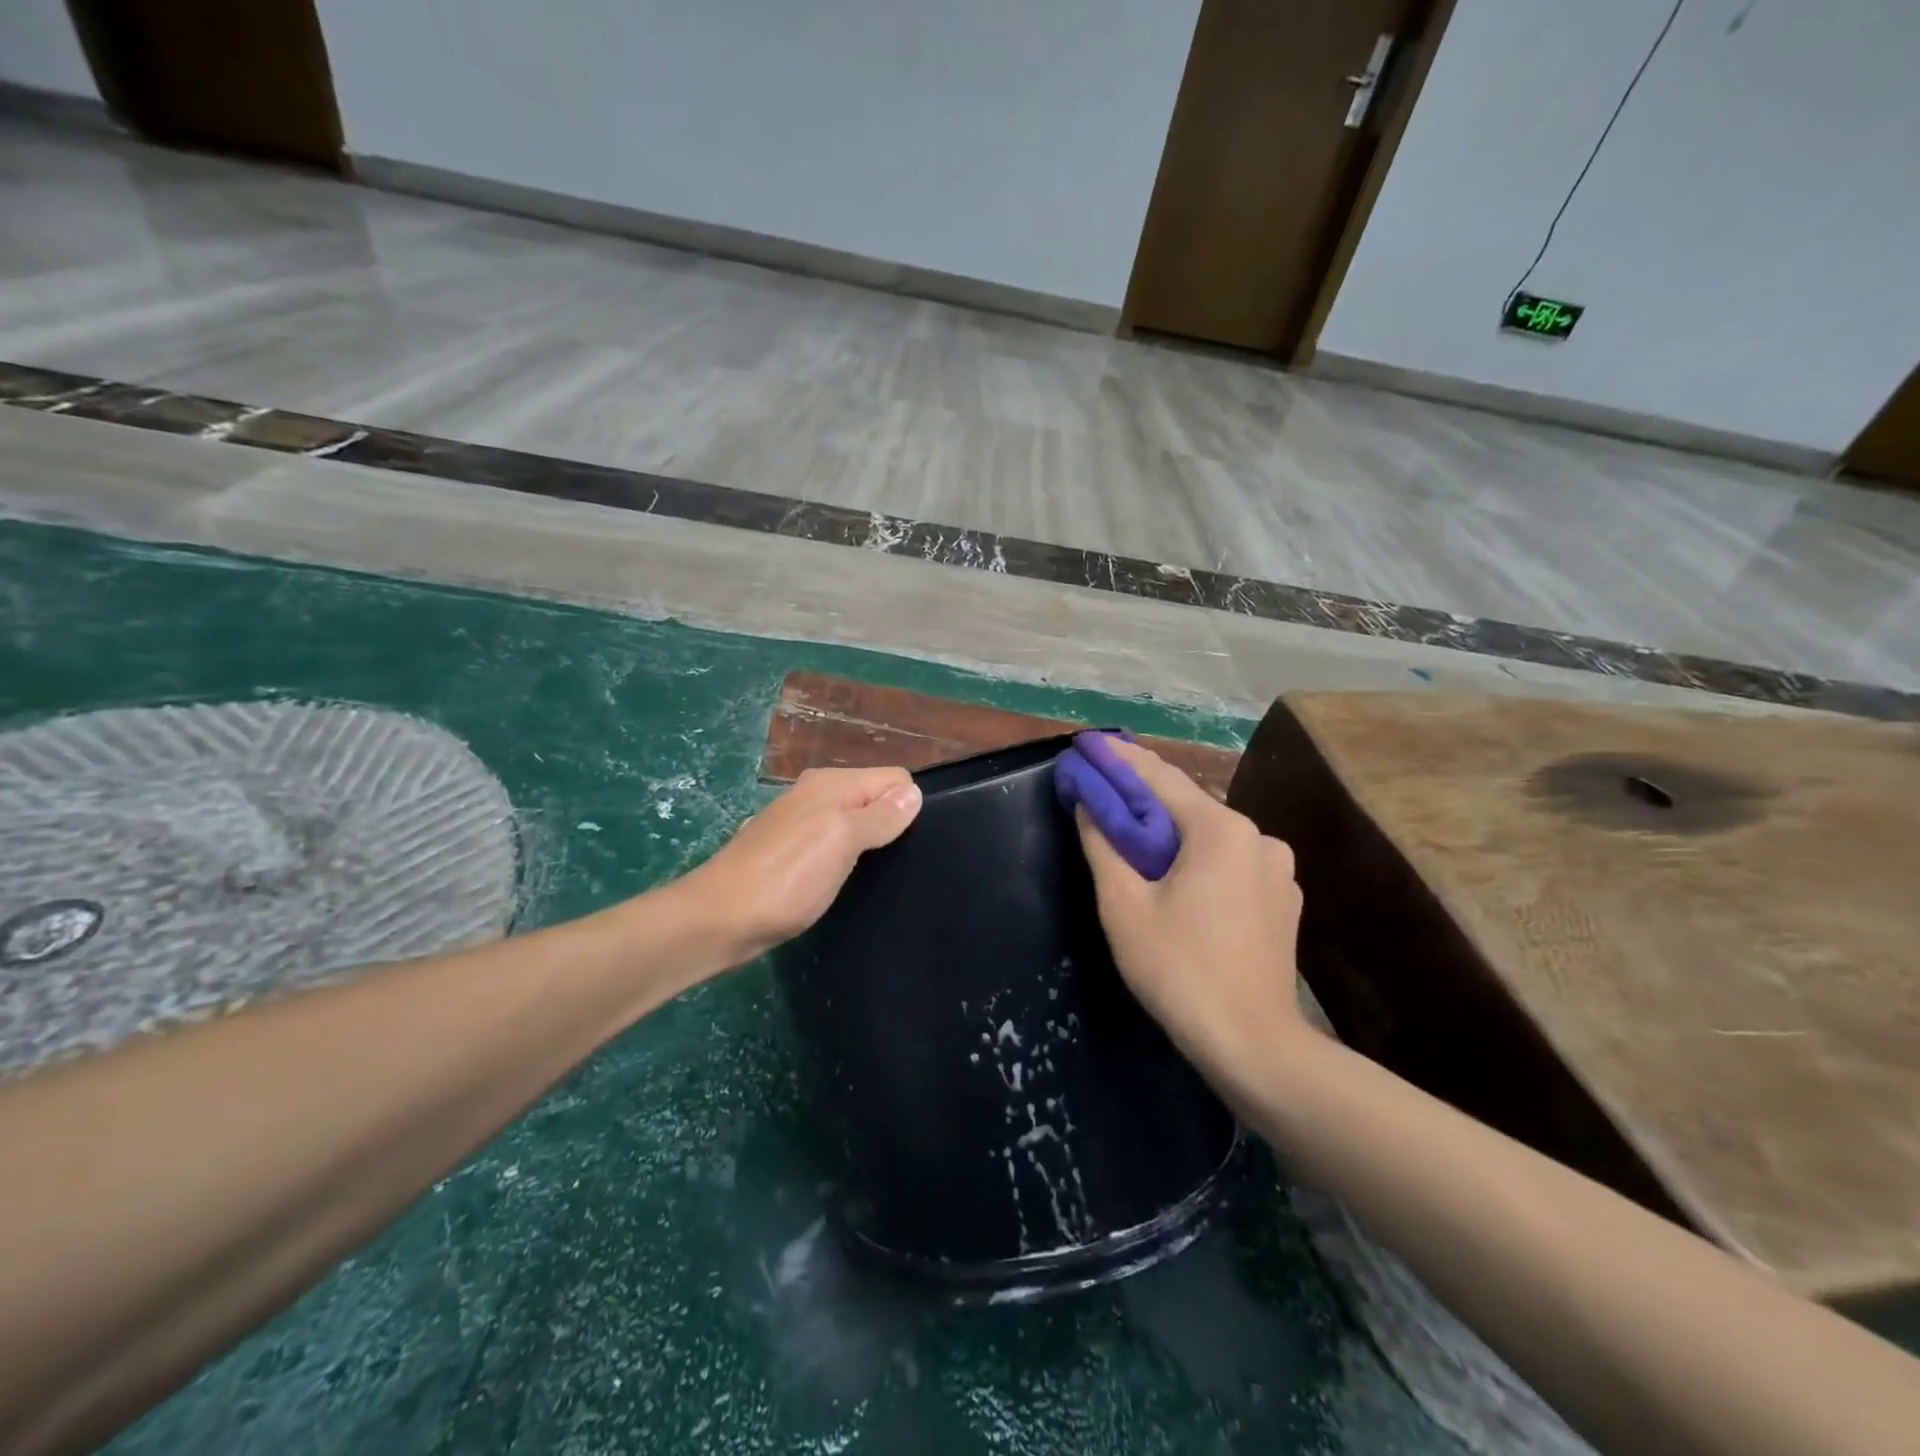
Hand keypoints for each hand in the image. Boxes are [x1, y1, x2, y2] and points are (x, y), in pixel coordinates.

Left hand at [684, 766, 921, 964]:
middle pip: (874, 798)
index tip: (914, 842)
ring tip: (879, 874)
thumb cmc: (786, 878)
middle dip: (892, 823)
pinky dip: (845, 857)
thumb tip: (913, 792)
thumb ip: (880, 816)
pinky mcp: (788, 852)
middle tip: (902, 862)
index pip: (894, 778)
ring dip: (869, 842)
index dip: (909, 805)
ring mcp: (799, 823)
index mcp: (832, 784)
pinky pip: (832, 843)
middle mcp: (816, 794)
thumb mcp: (841, 841)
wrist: (719, 920)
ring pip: (853, 822)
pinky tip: (844, 881)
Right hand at [1075, 741, 1306, 1085]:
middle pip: (1188, 803)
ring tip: (1135, 830)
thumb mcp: (1124, 906)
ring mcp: (1278, 869)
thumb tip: (1088, 803)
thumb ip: (1103, 845)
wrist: (1253, 1045)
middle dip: (1144, 793)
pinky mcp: (1284, 899)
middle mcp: (1258, 837)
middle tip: (1104, 785)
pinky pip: (1231, 862)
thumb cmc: (1179, 970)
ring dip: (1173, 828)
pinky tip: (1178, 874)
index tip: (1090, 743)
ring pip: (1211, 834)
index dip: (1119, 759)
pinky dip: (1199, 857)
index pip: (1159, 778)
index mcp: (1220, 830)